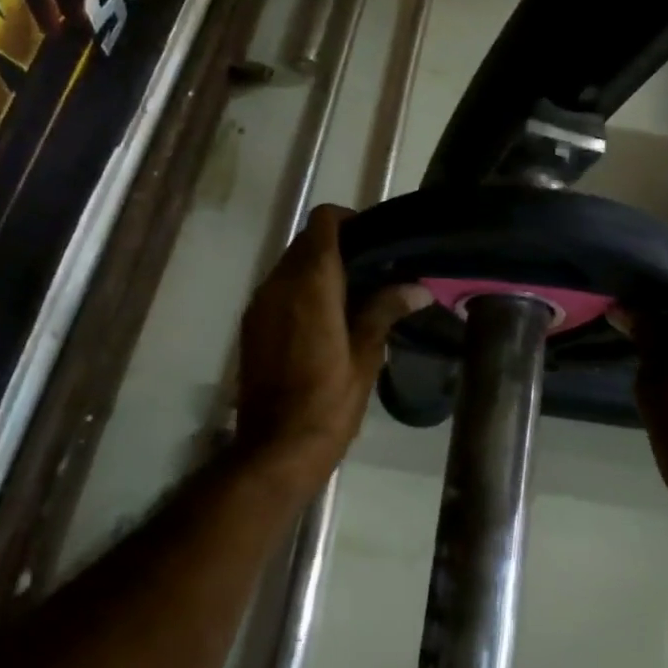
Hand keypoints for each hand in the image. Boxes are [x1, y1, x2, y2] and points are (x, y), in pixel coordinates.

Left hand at [233, 204, 429, 488]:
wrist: (276, 448)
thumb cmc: (329, 402)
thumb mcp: (365, 356)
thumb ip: (385, 310)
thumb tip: (417, 287)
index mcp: (311, 284)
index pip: (323, 222)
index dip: (349, 220)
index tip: (374, 240)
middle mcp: (279, 284)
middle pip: (305, 241)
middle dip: (337, 246)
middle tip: (371, 270)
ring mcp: (260, 304)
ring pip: (289, 264)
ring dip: (317, 268)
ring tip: (351, 295)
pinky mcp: (251, 324)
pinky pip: (277, 288)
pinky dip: (299, 289)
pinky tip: (324, 318)